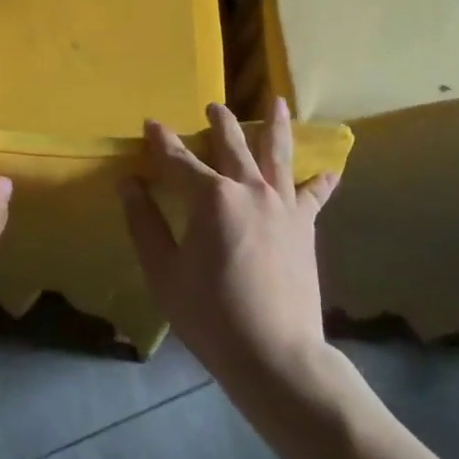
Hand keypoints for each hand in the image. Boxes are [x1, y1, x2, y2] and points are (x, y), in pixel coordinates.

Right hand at [119, 99, 337, 391]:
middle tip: (212, 107)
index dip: (161, 141)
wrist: (276, 356)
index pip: (178, 159)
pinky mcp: (304, 227)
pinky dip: (320, 182)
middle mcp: (248, 189)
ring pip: (276, 155)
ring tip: (278, 103)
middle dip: (219, 123)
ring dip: (274, 126)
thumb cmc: (211, 314)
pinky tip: (329, 170)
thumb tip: (128, 183)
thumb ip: (143, 223)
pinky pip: (313, 196)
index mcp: (210, 197)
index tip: (150, 124)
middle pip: (231, 144)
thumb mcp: (163, 272)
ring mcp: (281, 206)